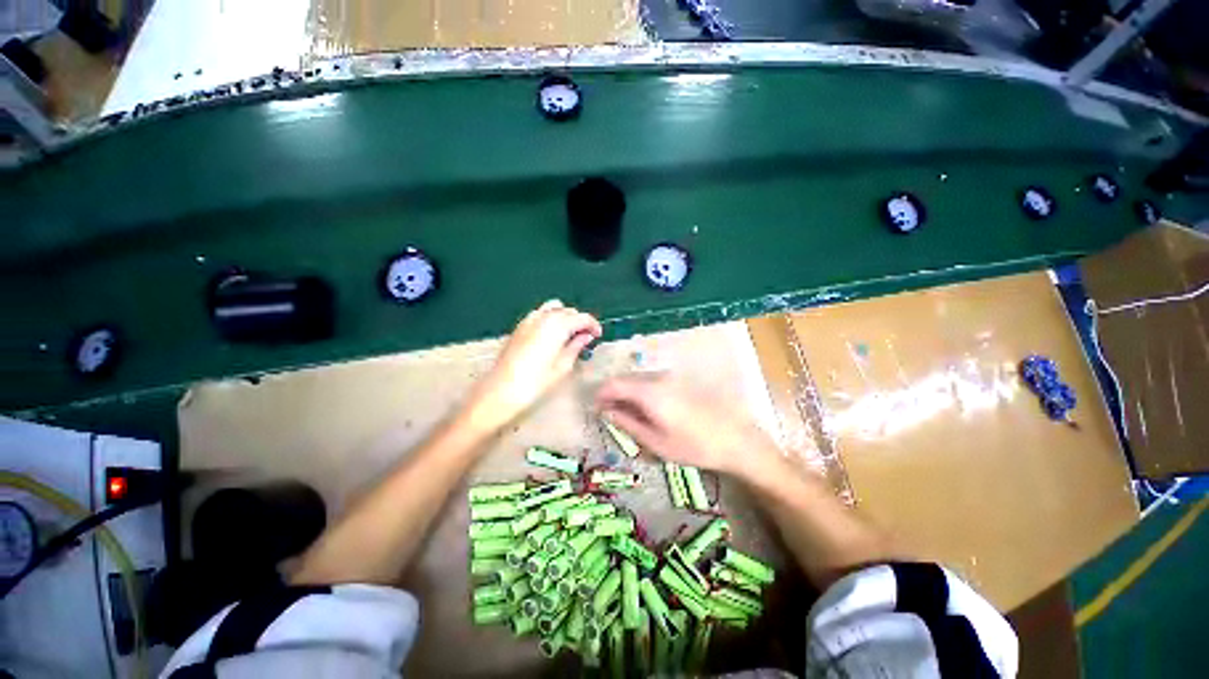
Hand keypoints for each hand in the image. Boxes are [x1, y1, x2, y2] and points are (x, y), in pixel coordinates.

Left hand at [467, 300, 601, 430]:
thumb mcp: (563, 366)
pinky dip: (551, 319)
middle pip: (568, 311)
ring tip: (569, 335)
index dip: (593, 325)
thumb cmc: (536, 382)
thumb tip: (586, 336)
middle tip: (585, 338)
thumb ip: (576, 346)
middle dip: (579, 321)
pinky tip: (552, 336)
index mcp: (557, 324)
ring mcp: (529, 319)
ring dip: (565, 317)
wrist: (501, 390)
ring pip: (554, 308)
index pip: (582, 317)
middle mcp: (543, 316)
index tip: (598, 336)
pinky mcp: (520, 326)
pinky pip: (541, 314)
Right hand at [595, 374, 782, 480]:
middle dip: (613, 395)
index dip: (600, 394)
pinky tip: (648, 411)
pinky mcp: (681, 381)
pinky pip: (653, 382)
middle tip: (609, 416)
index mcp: (649, 391)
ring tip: (628, 417)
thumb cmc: (693, 446)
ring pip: (640, 381)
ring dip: (628, 394)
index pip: (614, 384)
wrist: (736, 439)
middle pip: (626, 380)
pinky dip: (643, 393)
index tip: (594, 409)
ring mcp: (672, 377)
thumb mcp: (655, 441)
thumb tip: (606, 411)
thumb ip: (627, 423)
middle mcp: (658, 377)